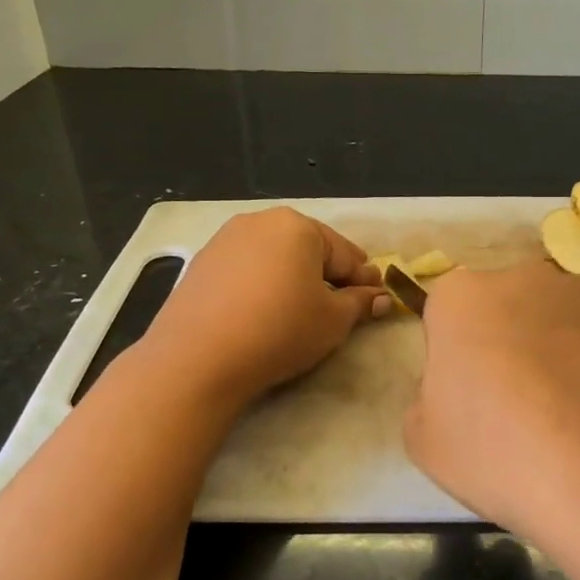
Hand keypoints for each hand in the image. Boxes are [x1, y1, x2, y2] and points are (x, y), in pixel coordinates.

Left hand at [141, 208, 389, 405]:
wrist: (198, 357)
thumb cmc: (280, 330)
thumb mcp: (333, 320)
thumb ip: (360, 303)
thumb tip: (381, 297)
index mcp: (298, 226)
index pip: (345, 254)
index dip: (364, 279)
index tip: (378, 298)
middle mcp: (260, 222)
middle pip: (308, 250)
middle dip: (327, 276)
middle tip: (341, 306)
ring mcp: (225, 240)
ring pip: (275, 258)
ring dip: (293, 279)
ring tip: (300, 311)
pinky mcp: (201, 264)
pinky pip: (246, 271)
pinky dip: (262, 286)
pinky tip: (263, 313)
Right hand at [404, 262, 579, 579]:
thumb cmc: (503, 459)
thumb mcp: (426, 443)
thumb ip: (427, 396)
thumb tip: (457, 386)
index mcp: (463, 298)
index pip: (448, 312)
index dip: (457, 354)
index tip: (471, 396)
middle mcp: (528, 277)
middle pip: (511, 305)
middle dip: (512, 339)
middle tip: (524, 403)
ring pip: (569, 316)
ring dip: (566, 348)